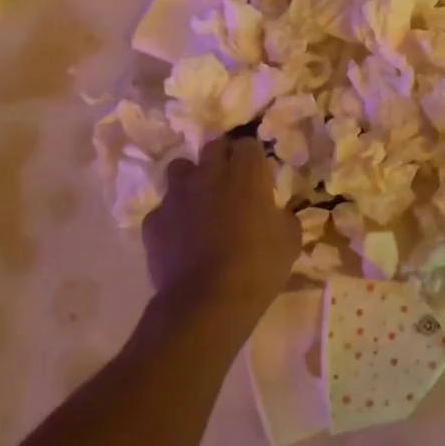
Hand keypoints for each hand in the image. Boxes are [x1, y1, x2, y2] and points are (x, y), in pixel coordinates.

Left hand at [142, 137, 299, 340]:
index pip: (248, 144)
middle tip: (231, 185)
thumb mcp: (290, 241)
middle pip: (213, 148)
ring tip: (200, 204)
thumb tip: (277, 212)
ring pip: (180, 169)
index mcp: (247, 173)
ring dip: (191, 180)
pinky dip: (172, 218)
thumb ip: (282, 216)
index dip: (253, 158)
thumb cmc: (258, 267)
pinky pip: (163, 209)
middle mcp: (209, 173)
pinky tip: (180, 239)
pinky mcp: (154, 220)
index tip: (258, 176)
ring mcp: (176, 195)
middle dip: (222, 160)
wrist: (207, 301)